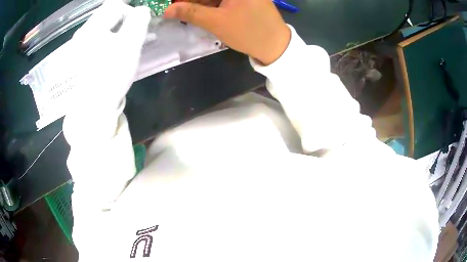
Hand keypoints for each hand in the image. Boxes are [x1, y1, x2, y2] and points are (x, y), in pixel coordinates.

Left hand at [68, 1, 150, 112]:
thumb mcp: (129, 45)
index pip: (115, 6)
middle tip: (138, 31)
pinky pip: (103, 38)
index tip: (141, 24)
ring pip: (107, 26)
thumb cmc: (111, 75)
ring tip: (134, 39)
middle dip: (127, 18)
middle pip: (109, 14)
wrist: (94, 108)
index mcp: (93, 27)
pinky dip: (115, 37)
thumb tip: (143, 10)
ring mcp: (83, 45)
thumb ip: (138, 21)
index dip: (132, 11)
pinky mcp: (86, 55)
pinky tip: (122, 47)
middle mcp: (85, 33)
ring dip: (122, 28)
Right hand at [164, 0, 290, 64]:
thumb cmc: (248, 32)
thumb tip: (167, 9)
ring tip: (185, 11)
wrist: (276, 45)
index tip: (175, 4)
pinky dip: (211, 4)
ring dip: (200, 2)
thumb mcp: (216, 22)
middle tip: (176, 8)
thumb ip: (190, 12)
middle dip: (192, 0)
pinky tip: (201, 11)